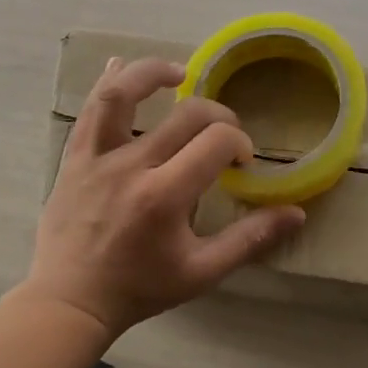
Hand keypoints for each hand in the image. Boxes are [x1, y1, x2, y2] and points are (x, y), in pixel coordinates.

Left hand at [25, 57, 305, 338]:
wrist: (70, 301)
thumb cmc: (139, 288)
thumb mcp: (202, 272)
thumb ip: (249, 240)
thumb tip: (296, 213)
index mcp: (164, 196)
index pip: (216, 142)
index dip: (239, 143)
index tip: (241, 164)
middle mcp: (131, 166)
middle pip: (185, 115)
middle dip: (218, 116)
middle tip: (225, 136)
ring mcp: (97, 159)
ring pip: (122, 95)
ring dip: (153, 73)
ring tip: (179, 73)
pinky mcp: (74, 159)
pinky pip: (89, 111)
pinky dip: (107, 84)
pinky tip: (119, 66)